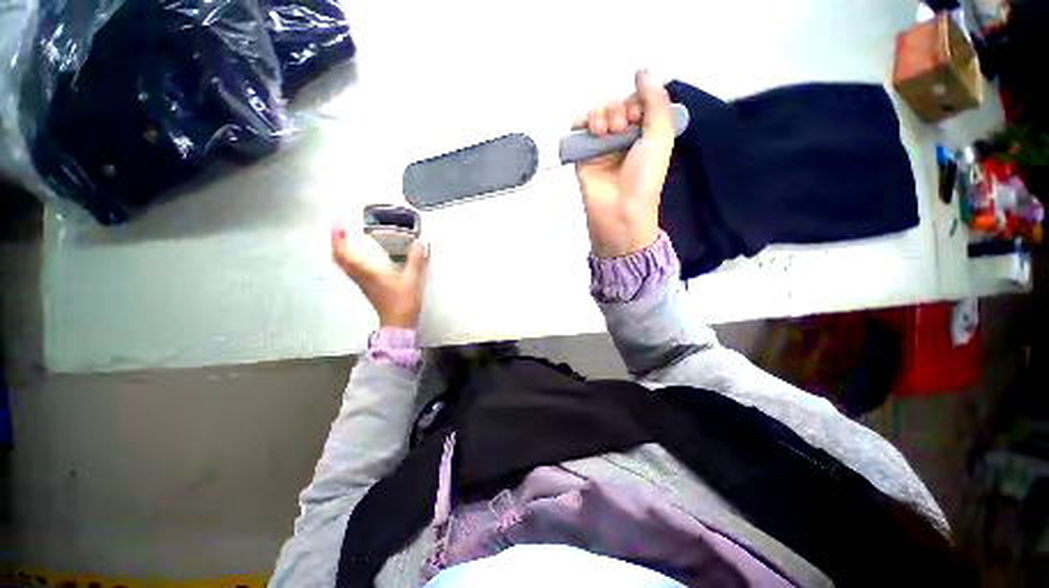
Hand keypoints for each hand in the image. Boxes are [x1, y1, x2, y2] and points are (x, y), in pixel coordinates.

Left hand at [332, 225, 429, 328]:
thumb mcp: (412, 279)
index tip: (338, 224)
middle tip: (341, 230)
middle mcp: (360, 277)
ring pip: (345, 265)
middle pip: (340, 259)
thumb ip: (415, 260)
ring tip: (349, 240)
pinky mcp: (369, 288)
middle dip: (337, 243)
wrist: (399, 323)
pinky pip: (354, 271)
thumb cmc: (402, 302)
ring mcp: (363, 284)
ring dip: (344, 251)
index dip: (337, 238)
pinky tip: (363, 258)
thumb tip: (420, 243)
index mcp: (367, 273)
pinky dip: (352, 260)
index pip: (343, 254)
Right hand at [574, 70, 674, 257]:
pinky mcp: (583, 155)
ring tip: (604, 132)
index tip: (637, 116)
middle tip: (621, 128)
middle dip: (618, 109)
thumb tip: (643, 70)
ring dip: (600, 114)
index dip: (636, 101)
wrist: (620, 210)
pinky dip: (580, 122)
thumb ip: (656, 101)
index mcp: (645, 133)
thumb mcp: (661, 136)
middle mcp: (623, 137)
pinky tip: (588, 128)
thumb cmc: (645, 177)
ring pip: (597, 113)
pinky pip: (578, 129)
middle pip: (616, 105)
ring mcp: (601, 146)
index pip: (637, 102)